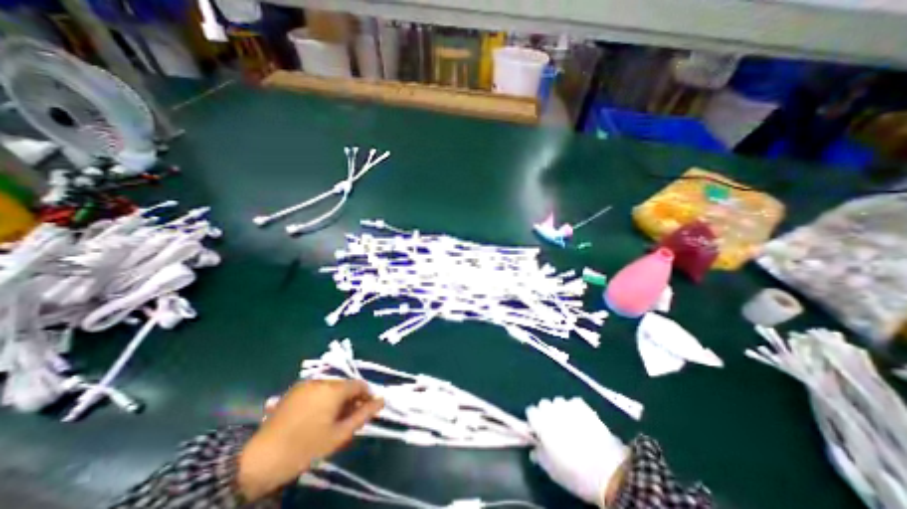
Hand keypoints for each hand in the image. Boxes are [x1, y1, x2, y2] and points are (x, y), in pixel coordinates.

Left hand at [237, 380, 381, 498]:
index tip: (366, 411)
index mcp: (334, 389)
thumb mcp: (339, 435)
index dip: (367, 396)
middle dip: (351, 399)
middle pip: (345, 385)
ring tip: (331, 419)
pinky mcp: (293, 390)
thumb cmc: (306, 447)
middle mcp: (322, 380)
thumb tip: (382, 401)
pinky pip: (316, 389)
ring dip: (336, 399)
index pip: (359, 384)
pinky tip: (315, 416)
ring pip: (331, 387)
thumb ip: (364, 415)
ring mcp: (306, 384)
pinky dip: (322, 398)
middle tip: (347, 419)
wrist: (259, 460)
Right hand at [529, 400, 627, 507]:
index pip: (530, 411)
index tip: (539, 431)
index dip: (534, 421)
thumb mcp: (552, 471)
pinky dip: (574, 409)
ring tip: (569, 425)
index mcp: (541, 423)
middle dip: (546, 413)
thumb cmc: (575, 473)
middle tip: (554, 429)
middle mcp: (552, 410)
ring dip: (560, 410)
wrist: (609, 471)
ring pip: (558, 402)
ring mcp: (568, 406)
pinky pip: (573, 403)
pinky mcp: (583, 406)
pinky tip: (580, 422)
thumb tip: (534, 449)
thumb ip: (539, 455)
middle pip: (543, 404)